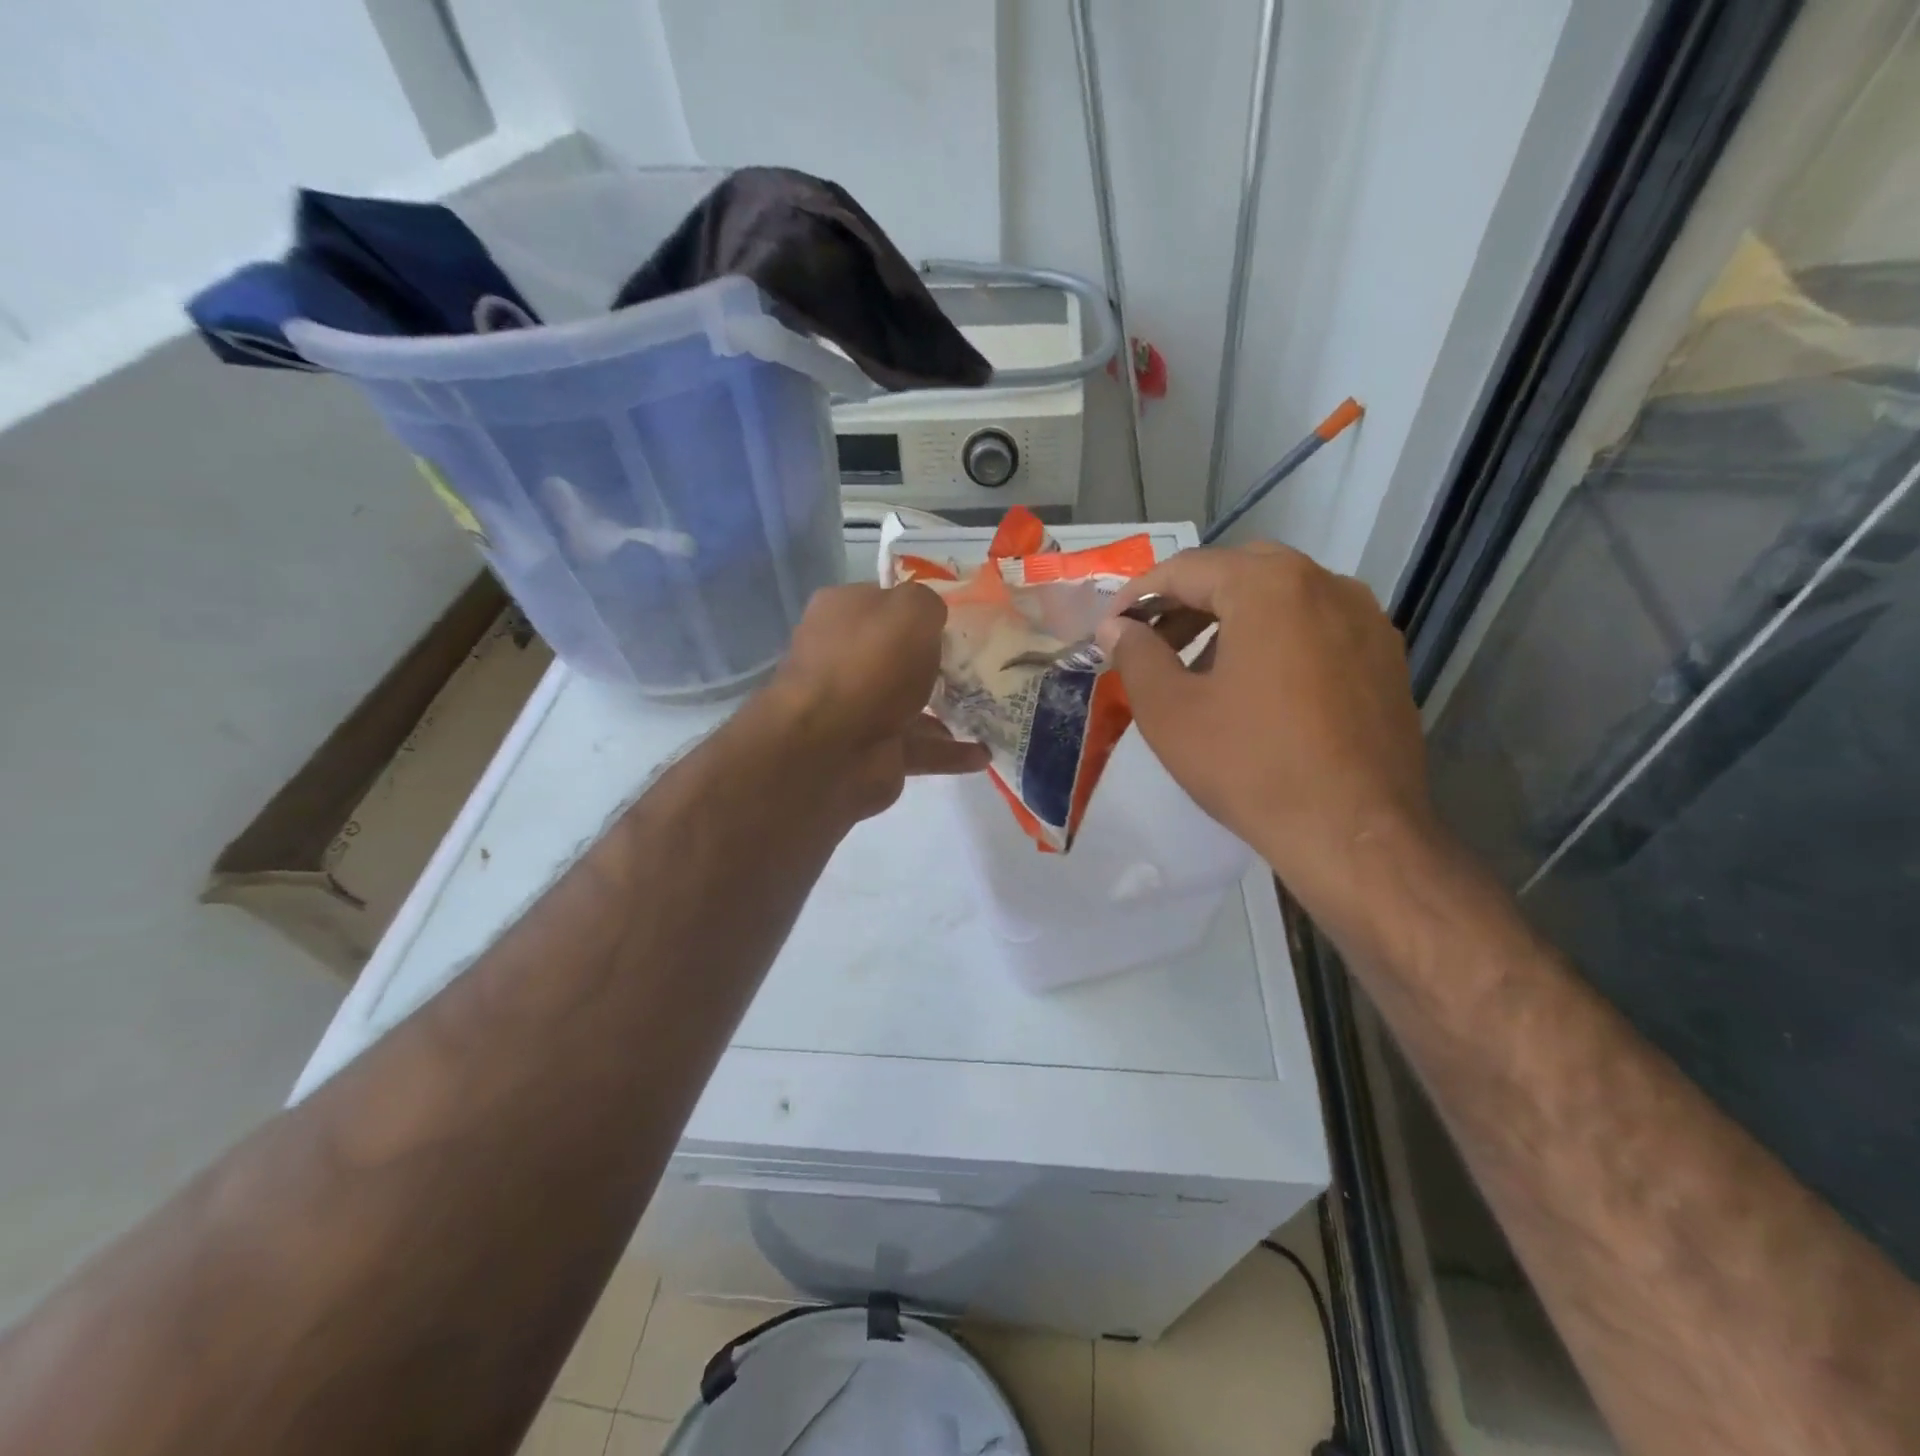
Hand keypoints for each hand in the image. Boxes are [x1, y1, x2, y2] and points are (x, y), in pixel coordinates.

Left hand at [759, 582, 989, 821]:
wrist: (829, 749)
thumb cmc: (870, 664)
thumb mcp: (910, 611)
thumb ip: (927, 603)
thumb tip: (931, 615)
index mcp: (842, 614)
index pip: (884, 601)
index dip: (919, 606)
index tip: (960, 616)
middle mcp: (845, 658)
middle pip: (899, 654)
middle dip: (937, 660)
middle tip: (984, 662)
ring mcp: (858, 708)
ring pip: (912, 703)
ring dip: (949, 708)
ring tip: (993, 709)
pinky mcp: (876, 750)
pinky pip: (922, 748)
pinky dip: (951, 752)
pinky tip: (984, 753)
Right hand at [1096, 544, 1435, 910]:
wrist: (1354, 834)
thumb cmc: (1250, 765)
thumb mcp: (1170, 711)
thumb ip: (1135, 656)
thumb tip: (1116, 627)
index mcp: (1271, 586)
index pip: (1188, 568)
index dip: (1139, 593)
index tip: (1111, 626)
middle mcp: (1326, 585)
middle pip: (1239, 573)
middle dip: (1187, 601)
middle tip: (1151, 640)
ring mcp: (1365, 621)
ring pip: (1282, 598)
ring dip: (1232, 619)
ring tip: (1197, 667)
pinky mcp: (1385, 658)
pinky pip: (1316, 627)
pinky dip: (1275, 639)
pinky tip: (1255, 687)